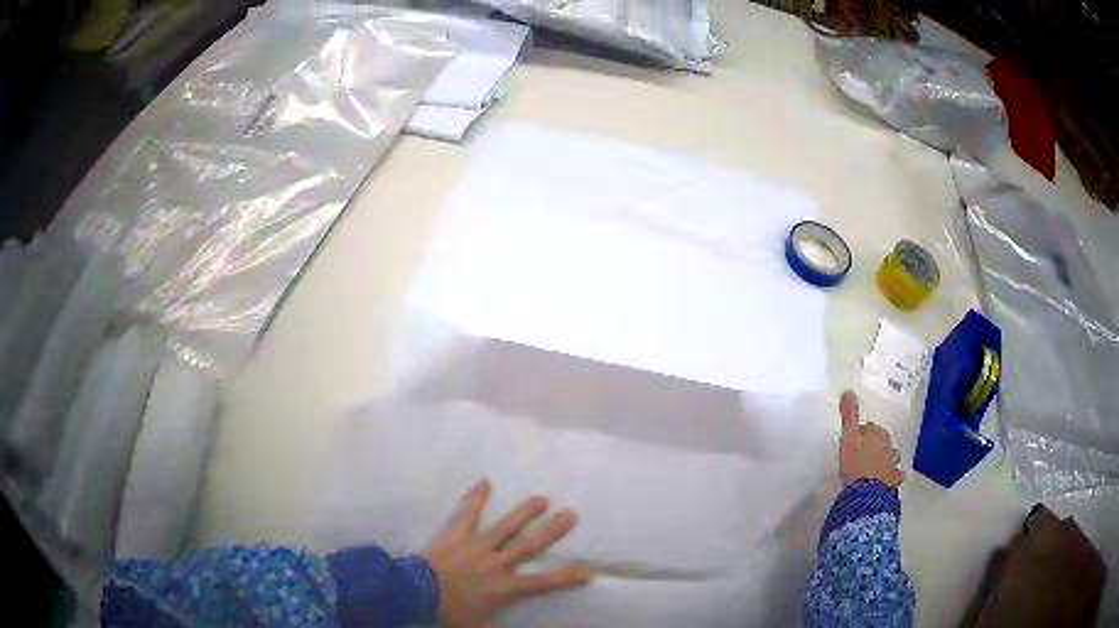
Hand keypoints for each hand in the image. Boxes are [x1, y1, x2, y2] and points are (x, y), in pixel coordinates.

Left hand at [423, 480, 593, 627]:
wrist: (416, 593)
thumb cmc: (449, 611)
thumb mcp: (478, 624)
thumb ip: (496, 620)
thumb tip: (513, 627)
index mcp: (504, 587)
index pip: (543, 583)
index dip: (568, 577)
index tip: (589, 570)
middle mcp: (497, 563)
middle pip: (530, 545)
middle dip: (552, 530)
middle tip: (571, 514)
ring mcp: (477, 546)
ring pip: (506, 526)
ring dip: (525, 512)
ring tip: (542, 498)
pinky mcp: (457, 535)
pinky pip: (468, 514)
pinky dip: (475, 497)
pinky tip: (485, 481)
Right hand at [838, 391, 904, 487]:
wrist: (867, 491)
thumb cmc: (855, 462)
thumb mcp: (848, 436)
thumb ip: (849, 415)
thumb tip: (849, 390)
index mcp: (876, 433)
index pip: (869, 428)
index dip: (860, 434)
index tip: (852, 443)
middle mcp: (888, 444)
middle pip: (881, 440)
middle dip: (874, 445)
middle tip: (861, 455)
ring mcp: (893, 462)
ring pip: (890, 456)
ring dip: (884, 459)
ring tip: (874, 467)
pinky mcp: (894, 479)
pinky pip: (896, 474)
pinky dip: (893, 475)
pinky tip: (888, 479)